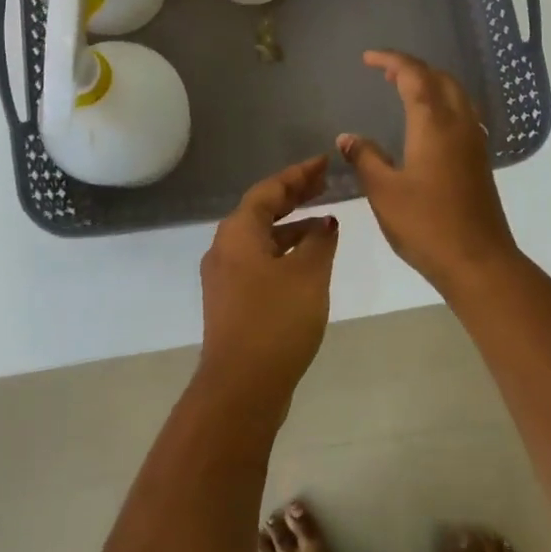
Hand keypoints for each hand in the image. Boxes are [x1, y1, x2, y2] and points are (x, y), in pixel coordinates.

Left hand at [198, 156, 339, 403]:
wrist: (241, 388)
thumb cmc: (275, 320)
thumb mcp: (307, 274)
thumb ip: (319, 241)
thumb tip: (325, 223)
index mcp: (238, 233)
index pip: (269, 190)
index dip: (298, 175)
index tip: (324, 163)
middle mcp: (225, 249)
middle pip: (261, 211)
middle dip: (294, 196)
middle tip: (325, 184)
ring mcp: (225, 277)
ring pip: (261, 238)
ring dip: (291, 227)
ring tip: (325, 222)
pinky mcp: (232, 302)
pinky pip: (260, 261)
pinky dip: (284, 252)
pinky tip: (308, 262)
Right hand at [338, 50, 519, 291]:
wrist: (479, 261)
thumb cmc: (426, 224)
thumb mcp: (384, 192)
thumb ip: (365, 158)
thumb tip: (348, 137)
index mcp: (434, 124)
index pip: (414, 75)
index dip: (391, 60)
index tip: (368, 59)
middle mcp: (459, 124)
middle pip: (440, 78)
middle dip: (412, 68)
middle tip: (385, 73)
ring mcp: (474, 142)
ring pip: (456, 95)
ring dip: (430, 84)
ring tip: (404, 90)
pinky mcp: (479, 160)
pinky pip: (462, 114)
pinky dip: (442, 103)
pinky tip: (428, 123)